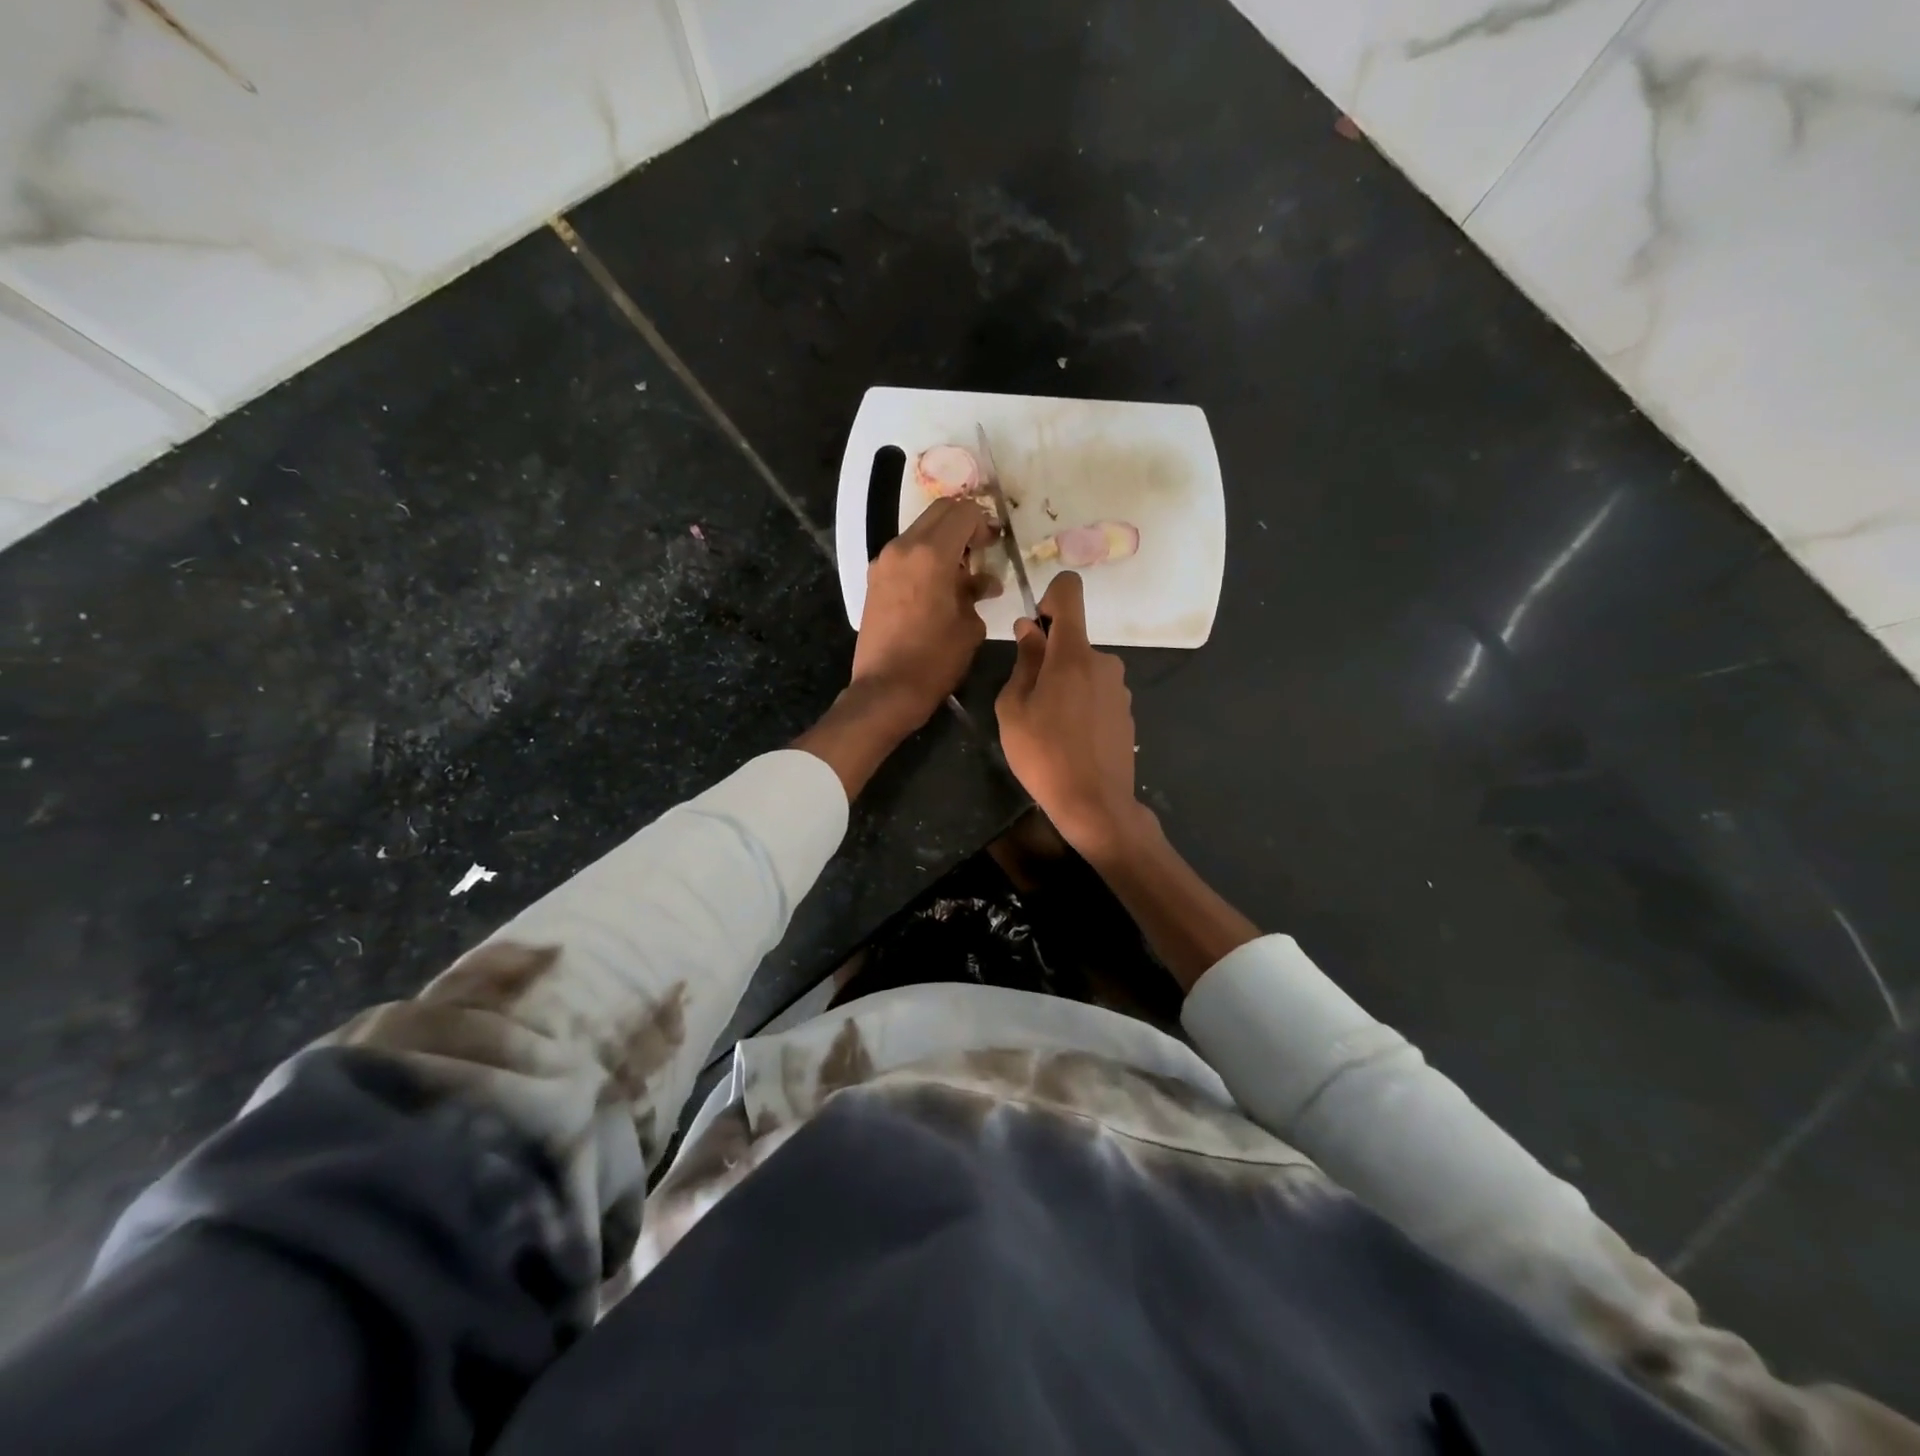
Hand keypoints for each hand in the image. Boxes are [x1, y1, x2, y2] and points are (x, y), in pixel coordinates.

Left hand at [850, 497, 999, 731]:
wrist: (886, 689)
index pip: (963, 512)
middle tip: (981, 549)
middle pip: (938, 512)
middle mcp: (903, 548)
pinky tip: (937, 585)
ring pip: (919, 531)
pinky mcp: (874, 579)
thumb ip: (976, 593)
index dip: (984, 522)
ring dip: (942, 540)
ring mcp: (884, 562)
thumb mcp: (969, 627)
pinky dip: (924, 556)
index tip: (994, 543)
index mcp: (931, 554)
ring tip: (960, 571)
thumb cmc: (935, 660)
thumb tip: (984, 582)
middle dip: (963, 523)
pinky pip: (905, 553)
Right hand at [995, 573, 1150, 860]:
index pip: (1069, 593)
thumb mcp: (1014, 709)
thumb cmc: (1043, 755)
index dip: (1050, 596)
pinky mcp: (1127, 712)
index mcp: (1073, 654)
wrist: (1095, 805)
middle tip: (1029, 700)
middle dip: (1049, 659)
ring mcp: (1119, 688)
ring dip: (1065, 685)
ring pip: (1083, 670)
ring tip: (1049, 727)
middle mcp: (1104, 662)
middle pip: (1072, 641)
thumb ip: (1024, 662)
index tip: (1035, 626)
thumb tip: (1029, 630)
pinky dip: (1081, 704)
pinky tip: (1072, 740)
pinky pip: (1097, 693)